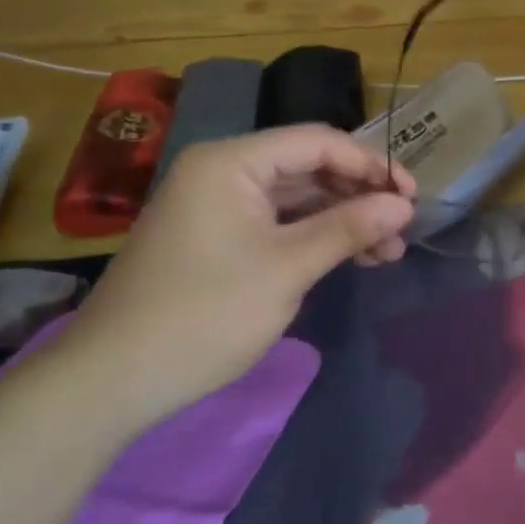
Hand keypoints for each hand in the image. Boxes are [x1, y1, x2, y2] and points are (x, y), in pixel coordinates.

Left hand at [45, 126, 415, 428]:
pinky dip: (316, 237)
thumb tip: (403, 205)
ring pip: (298, 199)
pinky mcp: (219, 238)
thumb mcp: (288, 267)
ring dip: (344, 220)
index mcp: (232, 162)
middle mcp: (224, 172)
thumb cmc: (205, 313)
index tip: (411, 195)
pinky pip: (279, 223)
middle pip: (309, 168)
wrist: (113, 380)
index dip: (370, 164)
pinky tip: (352, 257)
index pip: (318, 142)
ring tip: (388, 251)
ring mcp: (219, 206)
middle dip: (360, 196)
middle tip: (403, 227)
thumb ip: (349, 227)